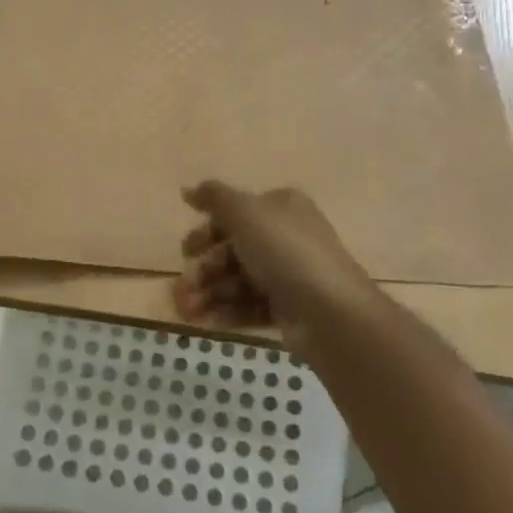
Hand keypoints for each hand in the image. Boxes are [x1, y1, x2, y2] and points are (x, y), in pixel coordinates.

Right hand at [171, 181, 382, 354]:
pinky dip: (226, 312)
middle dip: (204, 269)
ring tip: (186, 311)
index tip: (186, 250)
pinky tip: (204, 322)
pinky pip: (250, 306)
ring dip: (208, 293)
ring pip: (238, 280)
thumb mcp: (245, 212)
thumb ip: (214, 198)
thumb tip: (188, 190)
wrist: (330, 312)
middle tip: (182, 287)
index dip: (207, 230)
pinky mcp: (289, 309)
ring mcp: (289, 275)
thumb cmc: (285, 251)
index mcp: (280, 207)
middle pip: (233, 249)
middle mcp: (286, 237)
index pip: (236, 213)